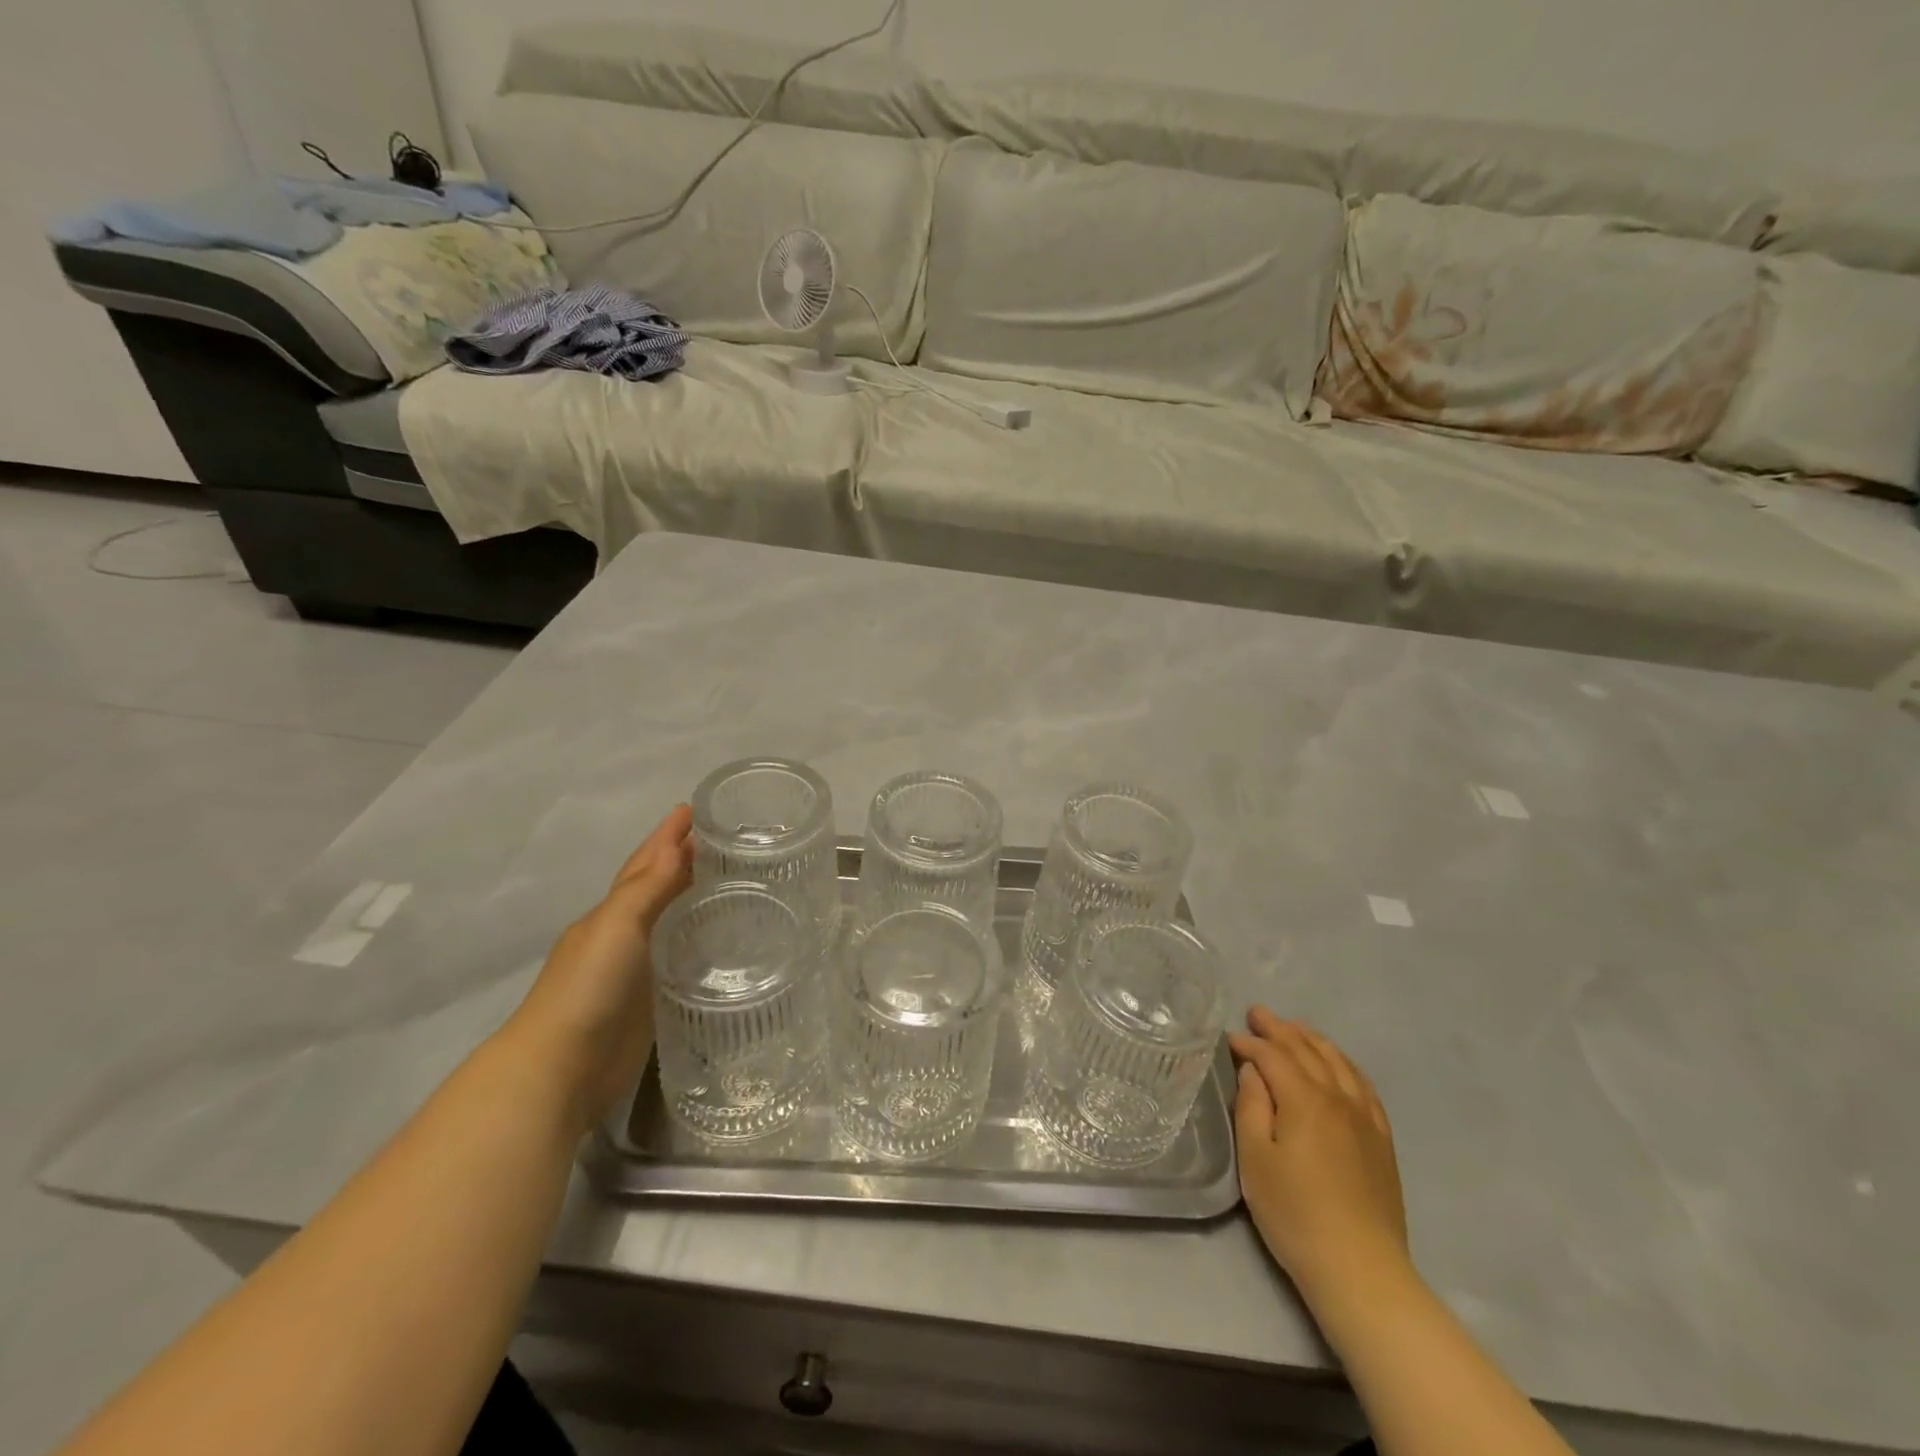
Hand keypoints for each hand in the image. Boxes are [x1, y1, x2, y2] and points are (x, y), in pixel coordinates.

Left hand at [502, 805, 693, 1129]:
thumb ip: (647, 889)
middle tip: (725, 841)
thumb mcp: (616, 928)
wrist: (561, 1070)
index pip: (645, 864)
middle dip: (683, 861)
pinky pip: (682, 959)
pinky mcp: (652, 1002)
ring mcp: (637, 970)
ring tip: (732, 883)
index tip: (694, 808)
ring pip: (671, 923)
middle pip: (658, 889)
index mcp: (611, 913)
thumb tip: (678, 846)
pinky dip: (699, 942)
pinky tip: (723, 941)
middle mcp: (623, 936)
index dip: (667, 836)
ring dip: (694, 899)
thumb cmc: (588, 988)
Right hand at [1230, 1007, 1410, 1307]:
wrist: (1361, 1269)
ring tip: (1294, 1027)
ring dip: (1312, 1039)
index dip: (1249, 1043)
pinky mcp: (1382, 1139)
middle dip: (1279, 1028)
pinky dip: (1344, 1064)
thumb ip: (1251, 1106)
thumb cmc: (1295, 1213)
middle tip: (1257, 1012)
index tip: (1229, 1038)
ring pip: (1338, 1061)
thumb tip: (1253, 1071)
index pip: (1272, 1056)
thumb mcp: (1255, 1158)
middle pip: (1306, 1050)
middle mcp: (1338, 1097)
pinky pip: (1363, 1085)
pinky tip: (1337, 1064)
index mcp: (1304, 1099)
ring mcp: (1365, 1117)